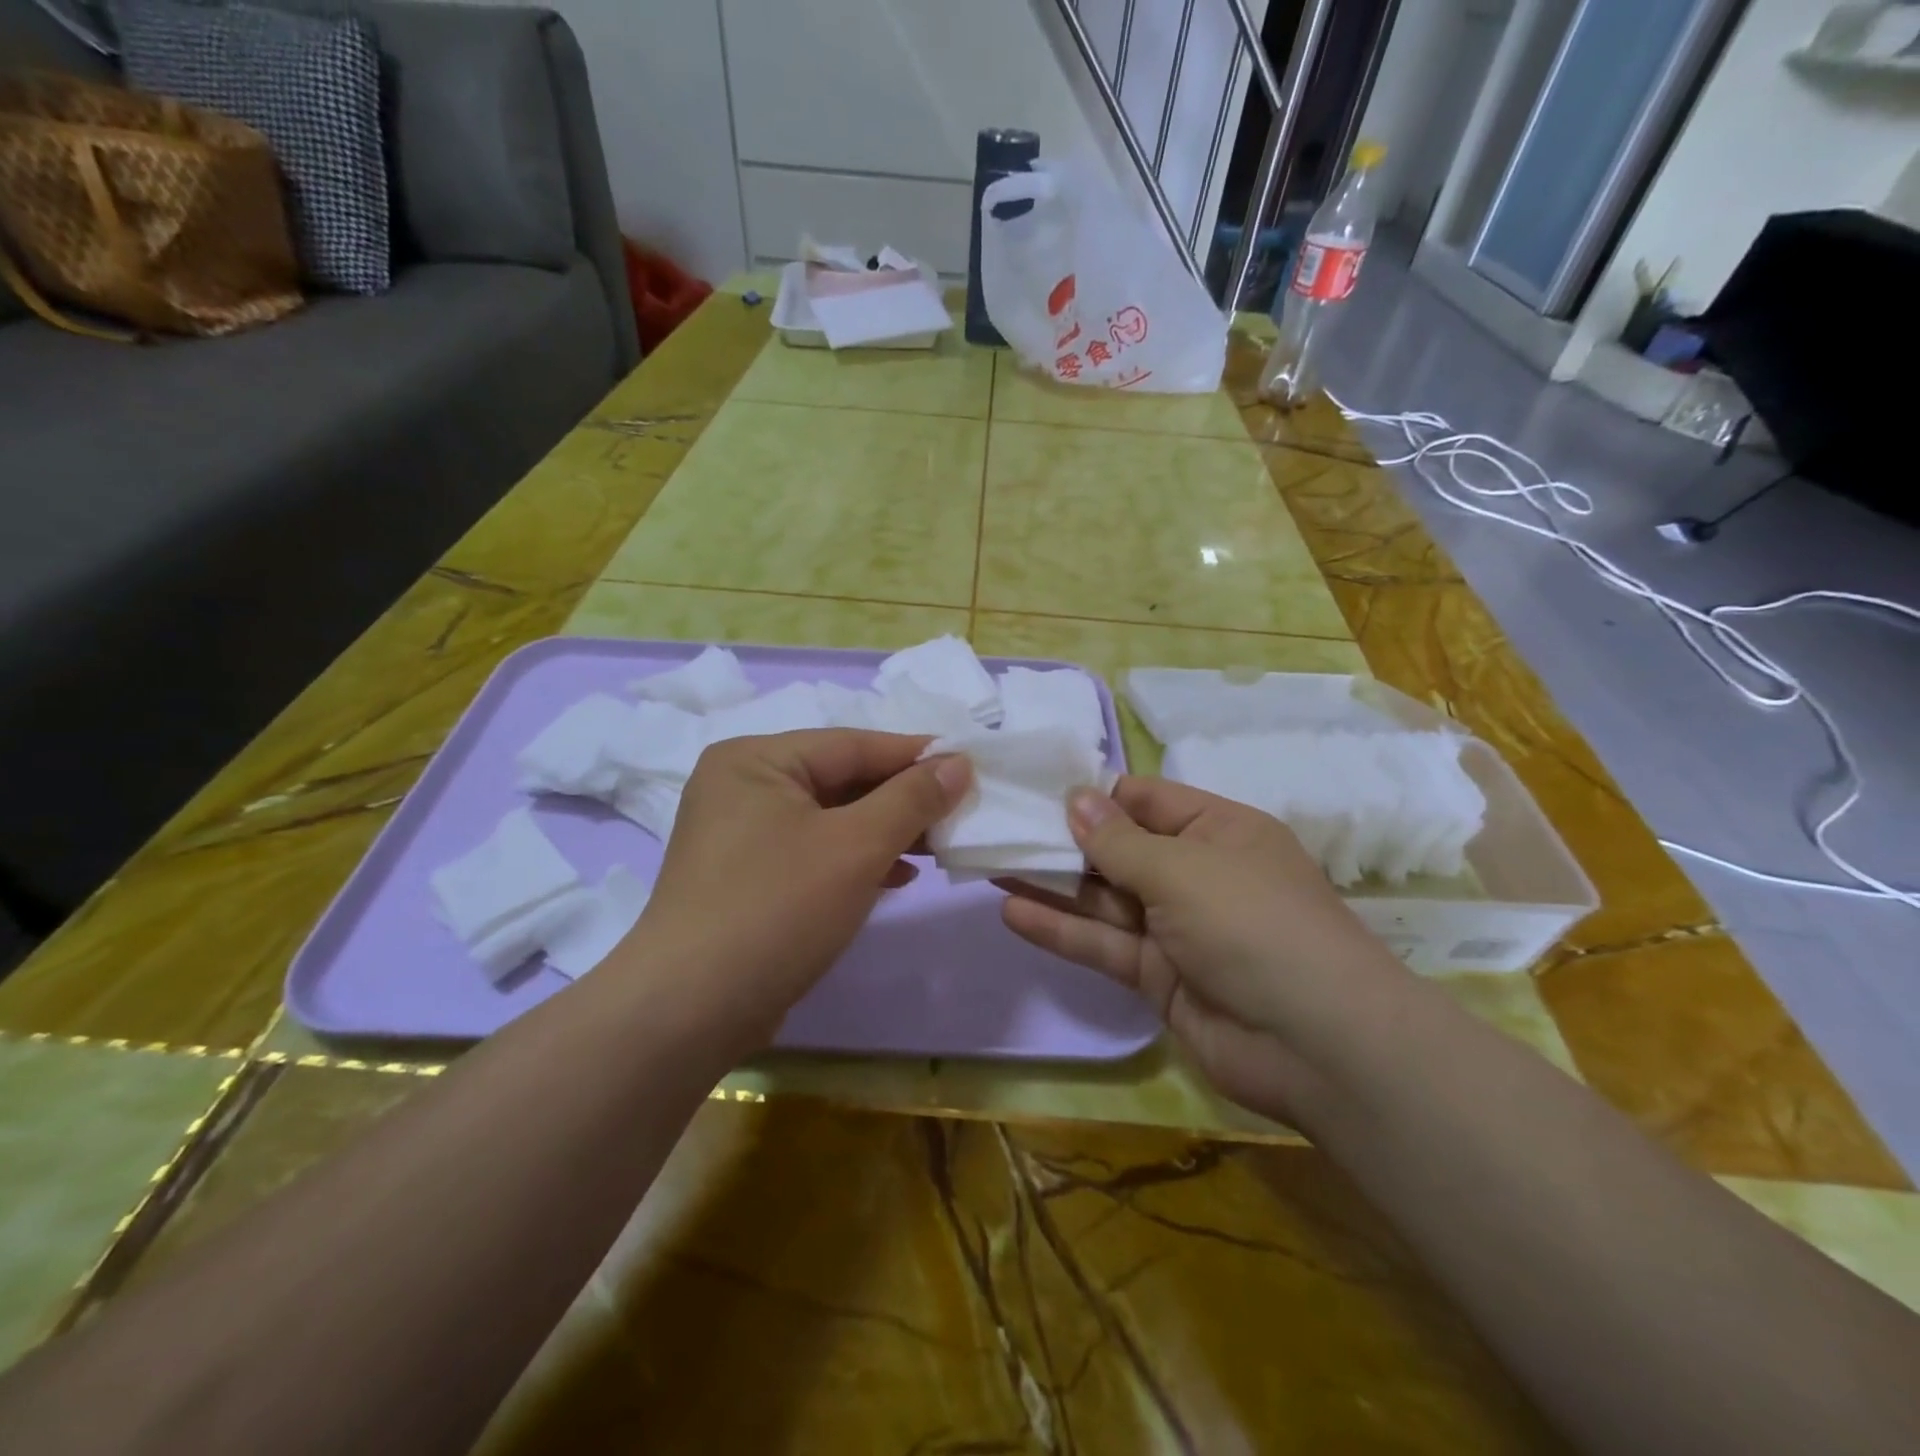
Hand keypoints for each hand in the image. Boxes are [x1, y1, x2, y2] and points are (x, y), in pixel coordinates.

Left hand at [621, 729, 970, 1047]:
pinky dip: (855, 860)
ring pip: (830, 818)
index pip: (852, 744)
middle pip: (840, 779)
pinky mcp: (747, 876)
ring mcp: (740, 834)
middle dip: (901, 799)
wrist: (690, 1011)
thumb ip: (912, 798)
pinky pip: (813, 850)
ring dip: (884, 831)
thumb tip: (959, 762)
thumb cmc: (777, 909)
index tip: (970, 766)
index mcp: (756, 759)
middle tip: (959, 811)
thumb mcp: (856, 846)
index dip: (915, 756)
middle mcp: (742, 786)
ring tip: (937, 846)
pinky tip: (897, 878)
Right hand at [999, 777, 1410, 1121]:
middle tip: (1001, 830)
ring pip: (1105, 899)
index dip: (1095, 797)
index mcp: (1218, 830)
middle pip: (1120, 850)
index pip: (1146, 800)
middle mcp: (1197, 874)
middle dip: (1064, 842)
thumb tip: (1075, 799)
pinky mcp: (1160, 976)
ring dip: (1053, 886)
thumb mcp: (1183, 869)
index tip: (1037, 795)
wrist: (1317, 1044)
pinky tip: (1013, 913)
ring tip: (993, 866)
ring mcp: (1178, 928)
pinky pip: (1105, 944)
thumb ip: (1119, 841)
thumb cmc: (1253, 924)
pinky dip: (1063, 930)